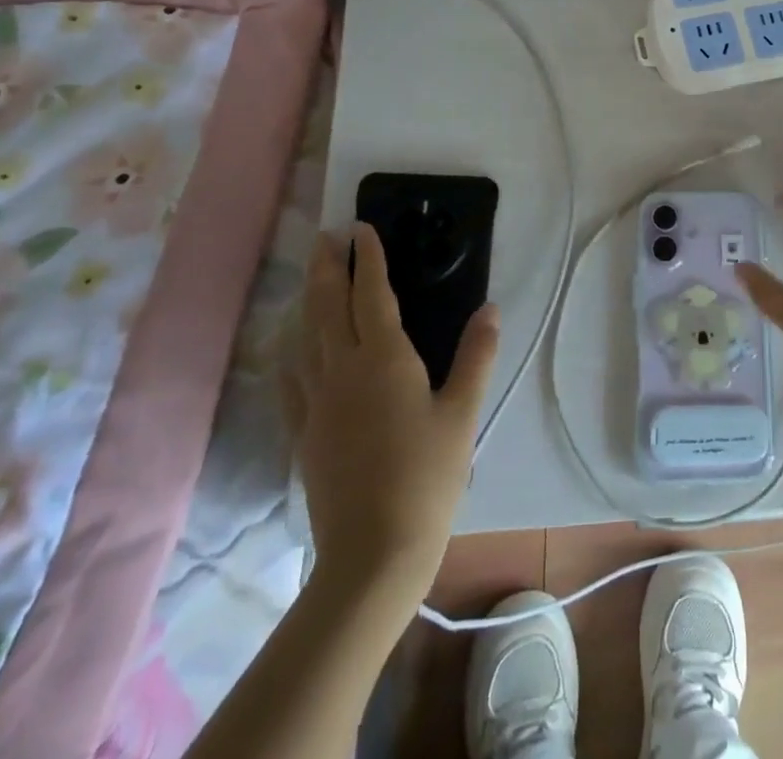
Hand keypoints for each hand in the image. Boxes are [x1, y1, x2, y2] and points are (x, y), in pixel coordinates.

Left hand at [285, 223, 499, 608]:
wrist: (373, 554)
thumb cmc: (428, 476)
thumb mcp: (463, 412)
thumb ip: (477, 356)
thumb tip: (490, 309)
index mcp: (384, 359)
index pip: (371, 294)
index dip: (368, 258)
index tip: (362, 228)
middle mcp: (343, 370)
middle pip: (328, 307)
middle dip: (327, 267)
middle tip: (326, 237)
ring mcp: (317, 403)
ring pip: (306, 337)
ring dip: (308, 300)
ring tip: (310, 276)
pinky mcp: (304, 433)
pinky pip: (292, 380)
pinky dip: (292, 352)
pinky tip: (291, 348)